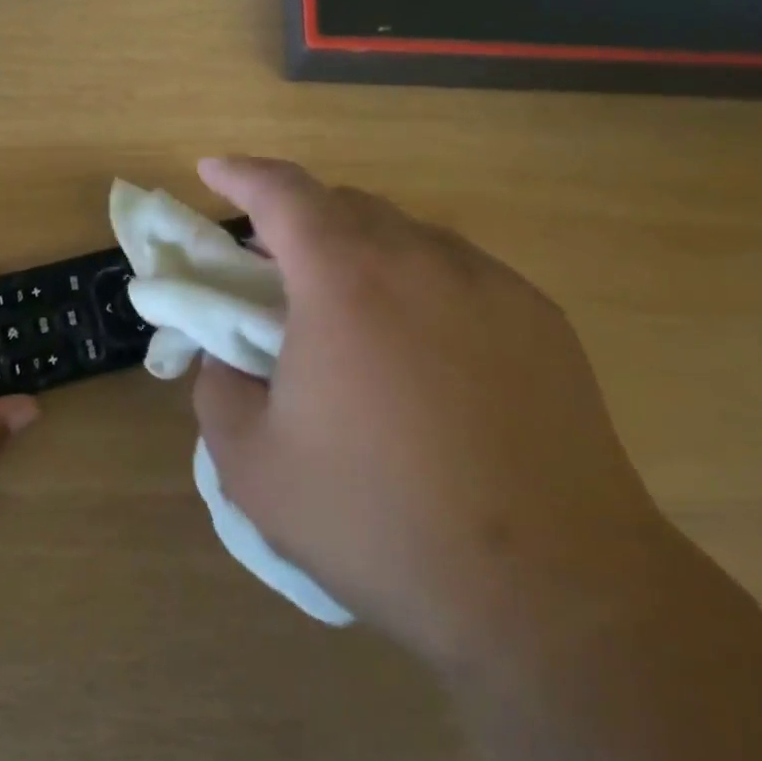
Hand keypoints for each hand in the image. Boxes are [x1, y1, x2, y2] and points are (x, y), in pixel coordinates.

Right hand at [192, 158, 666, 666]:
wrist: (549, 590)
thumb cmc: (379, 519)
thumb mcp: (253, 465)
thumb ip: (218, 387)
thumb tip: (230, 354)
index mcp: (346, 280)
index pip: (283, 192)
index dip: (240, 174)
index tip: (212, 171)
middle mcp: (424, 260)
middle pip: (347, 207)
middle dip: (297, 222)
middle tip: (272, 273)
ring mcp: (494, 287)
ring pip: (408, 238)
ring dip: (360, 255)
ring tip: (346, 319)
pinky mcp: (543, 323)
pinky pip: (460, 277)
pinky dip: (417, 287)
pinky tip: (418, 356)